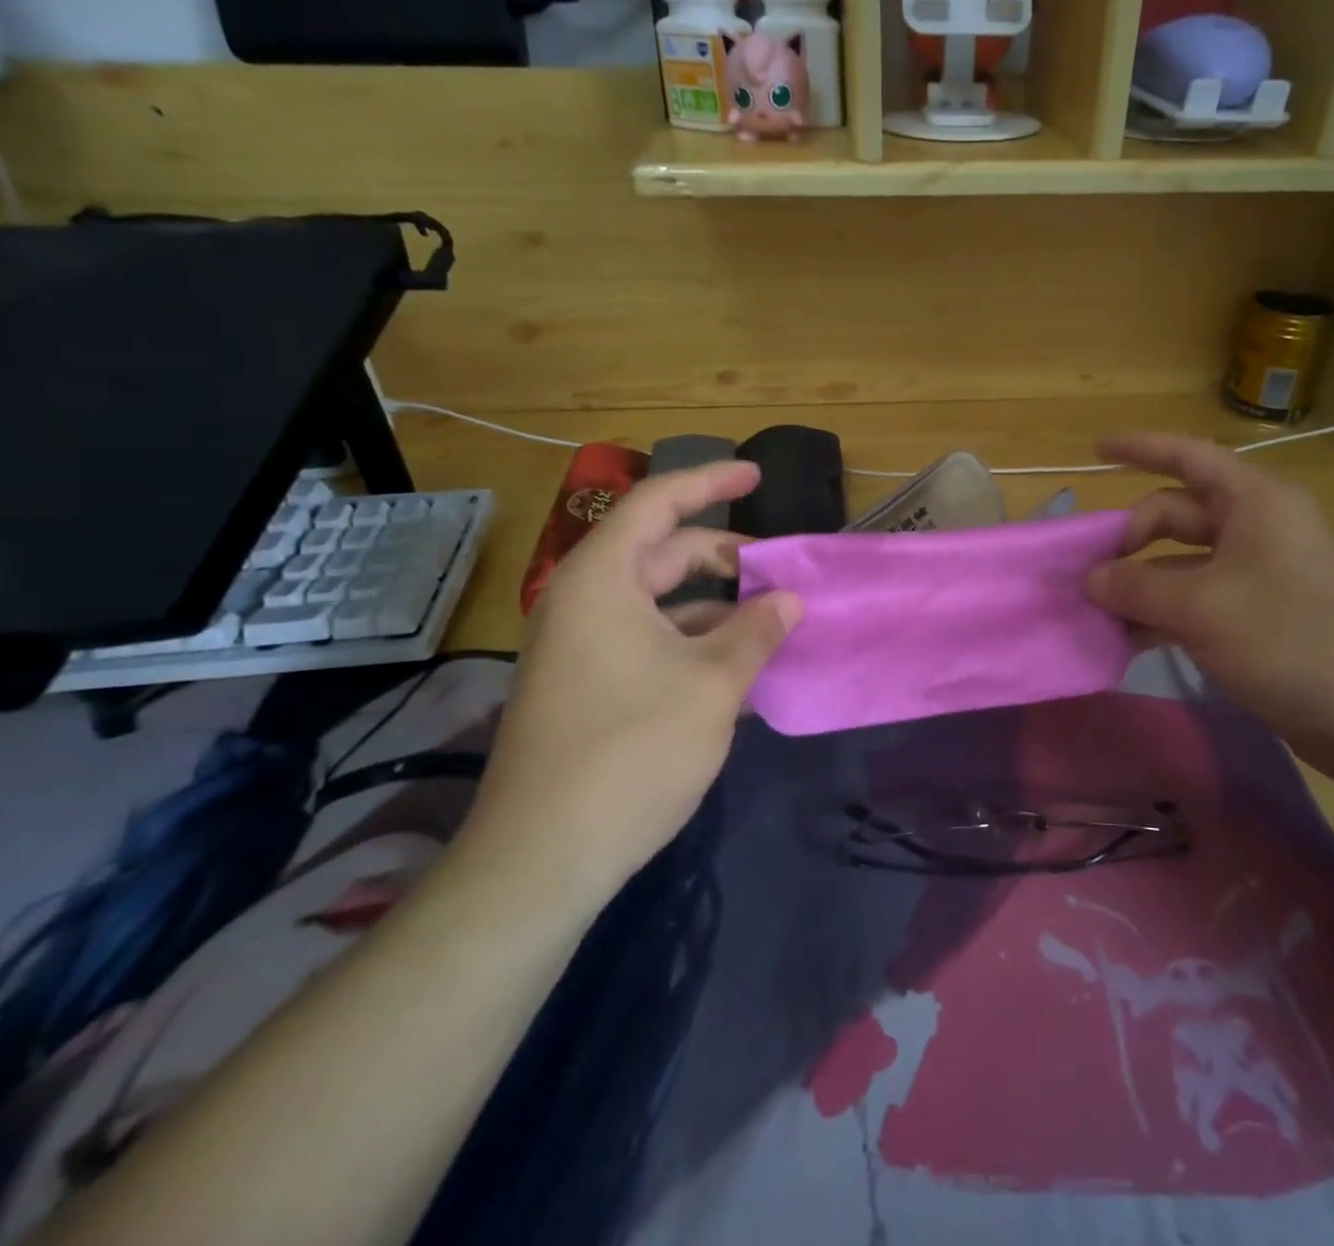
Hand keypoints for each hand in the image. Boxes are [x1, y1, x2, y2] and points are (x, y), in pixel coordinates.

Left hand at [455, 461, 801, 908]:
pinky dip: (696, 645)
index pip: (658, 503)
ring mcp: (582, 648)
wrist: (544, 858)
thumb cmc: (632, 750)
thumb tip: (789, 600)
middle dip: (726, 557)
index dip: (711, 482)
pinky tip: (740, 672)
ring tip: (773, 626)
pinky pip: (650, 643)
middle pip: (663, 553)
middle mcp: (585, 603)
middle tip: (781, 571)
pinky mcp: (587, 688)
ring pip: (661, 604)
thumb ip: (757, 631)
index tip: (759, 476)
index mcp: (602, 580)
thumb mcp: (713, 683)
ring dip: (717, 609)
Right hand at [1086, 434, 1333, 788]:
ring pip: (1184, 563)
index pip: (1188, 456)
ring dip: (1141, 584)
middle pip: (1178, 514)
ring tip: (1096, 611)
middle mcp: (1259, 528)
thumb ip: (1136, 586)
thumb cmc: (1289, 638)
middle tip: (1087, 573)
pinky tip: (1129, 640)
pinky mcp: (1262, 617)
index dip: (1140, 448)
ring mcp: (1261, 574)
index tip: (1095, 448)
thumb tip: (1090, 579)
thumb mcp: (1201, 607)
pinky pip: (1199, 600)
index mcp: (1255, 502)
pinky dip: (1164, 614)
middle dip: (1130, 539)